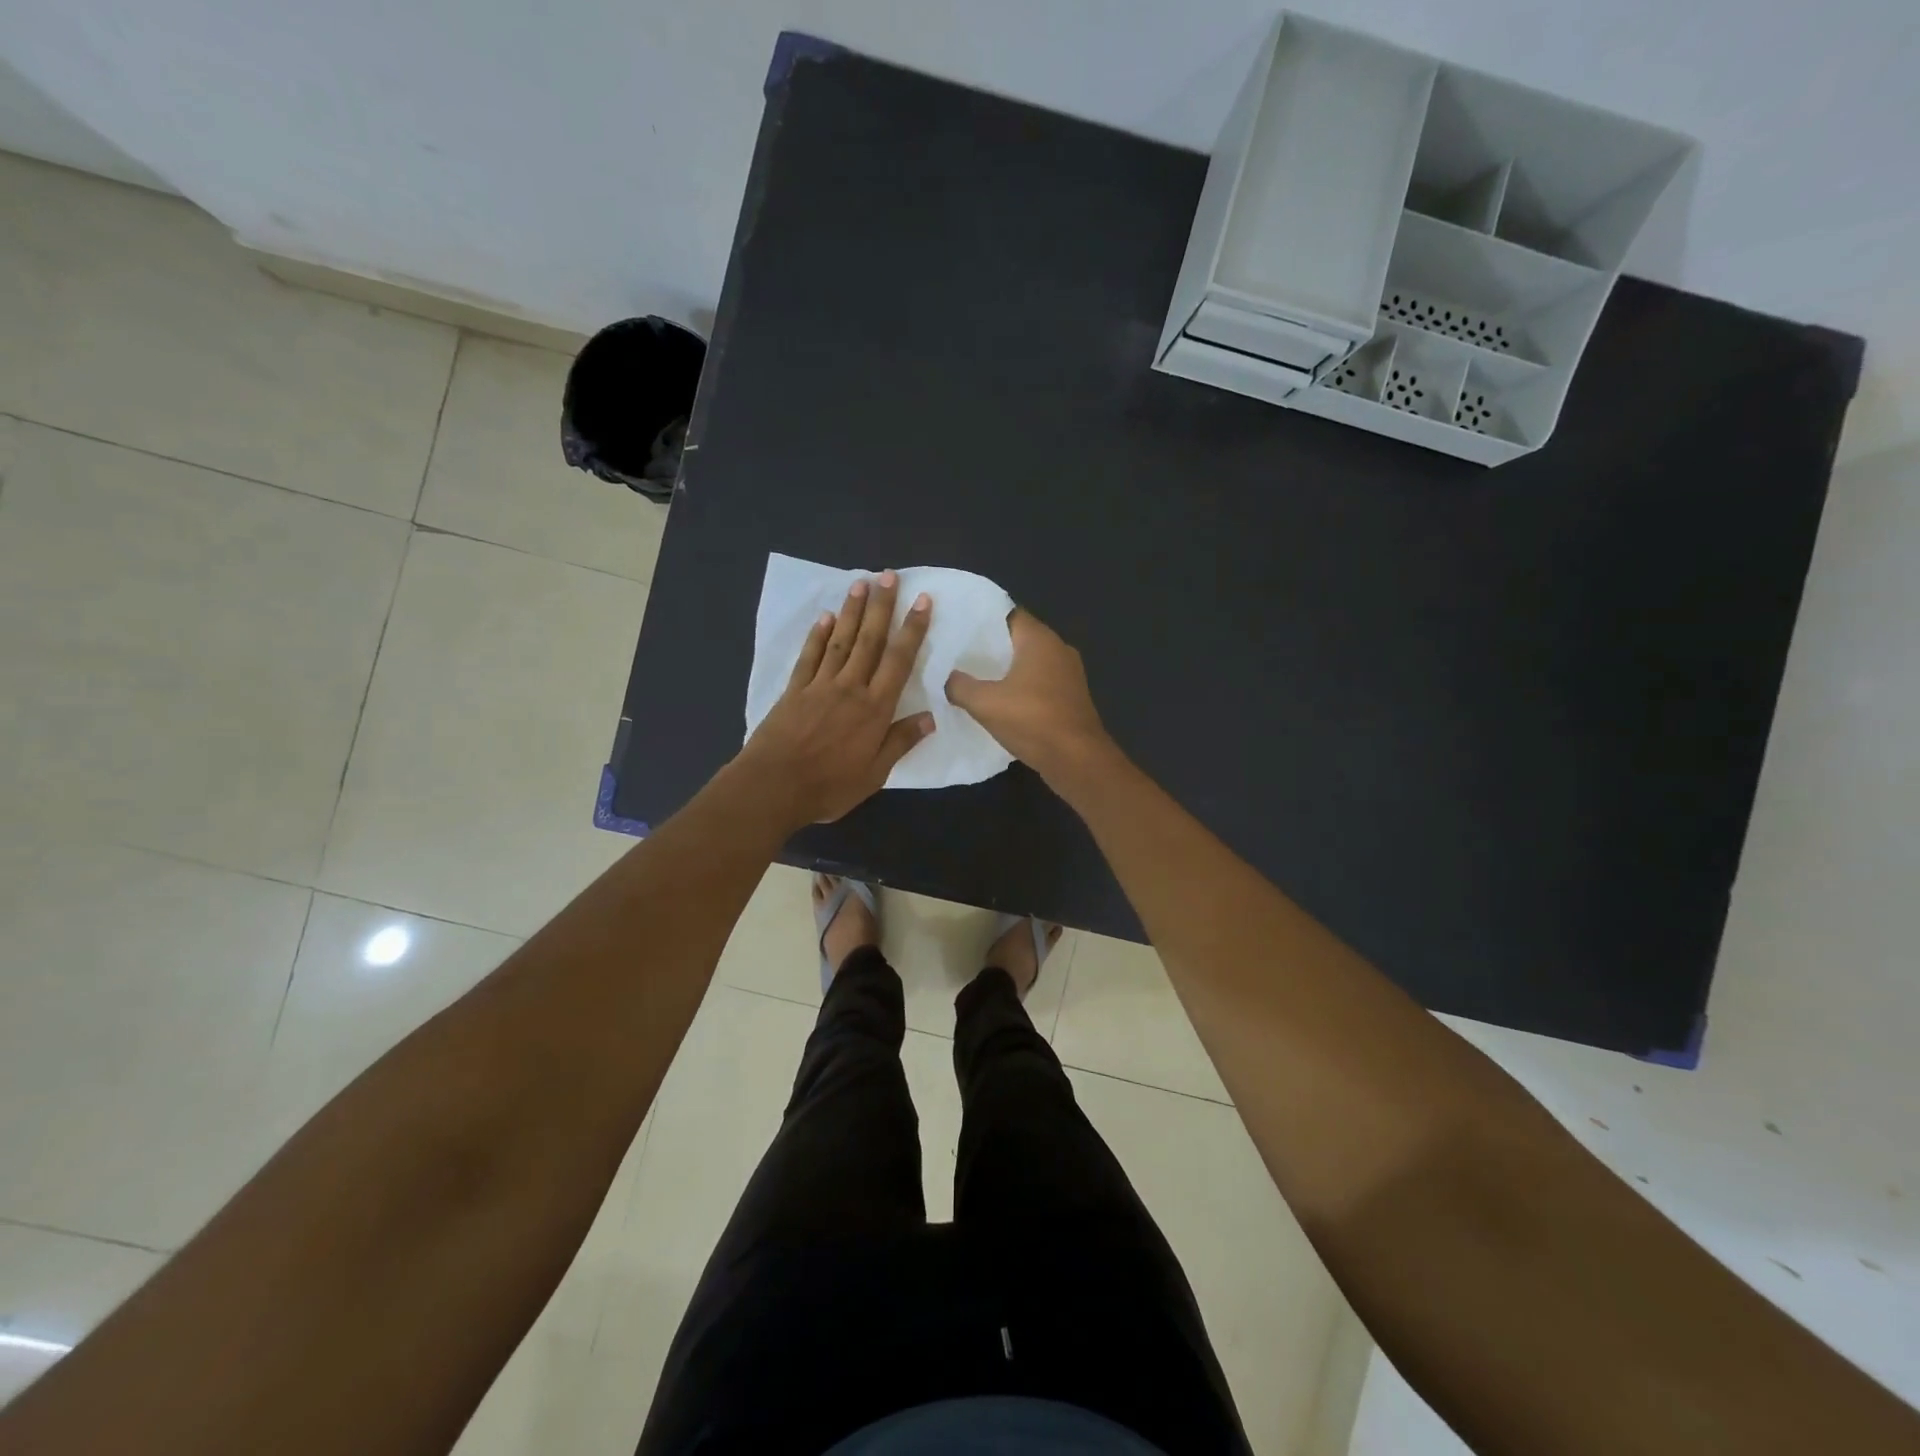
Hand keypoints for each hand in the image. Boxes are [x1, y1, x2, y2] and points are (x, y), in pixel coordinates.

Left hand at [737, 571, 934, 824]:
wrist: (773, 786)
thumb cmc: (829, 786)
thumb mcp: (874, 774)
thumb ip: (900, 743)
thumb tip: (930, 717)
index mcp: (875, 709)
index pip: (899, 661)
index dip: (912, 630)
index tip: (922, 601)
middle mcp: (850, 688)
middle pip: (870, 640)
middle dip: (882, 607)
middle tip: (889, 576)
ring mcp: (819, 686)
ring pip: (840, 640)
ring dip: (852, 611)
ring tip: (861, 583)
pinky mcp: (794, 690)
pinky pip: (809, 656)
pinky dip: (817, 635)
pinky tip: (824, 617)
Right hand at [946, 609, 1111, 781]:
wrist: (1077, 760)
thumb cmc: (1032, 721)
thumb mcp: (984, 703)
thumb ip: (960, 686)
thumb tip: (947, 678)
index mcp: (1040, 639)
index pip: (1008, 614)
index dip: (982, 620)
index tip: (958, 627)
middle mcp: (1058, 649)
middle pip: (1019, 639)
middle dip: (991, 646)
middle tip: (959, 653)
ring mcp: (1069, 674)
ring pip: (1030, 663)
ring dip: (1007, 670)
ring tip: (975, 677)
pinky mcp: (1071, 698)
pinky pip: (1040, 683)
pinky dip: (1021, 688)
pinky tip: (1001, 702)